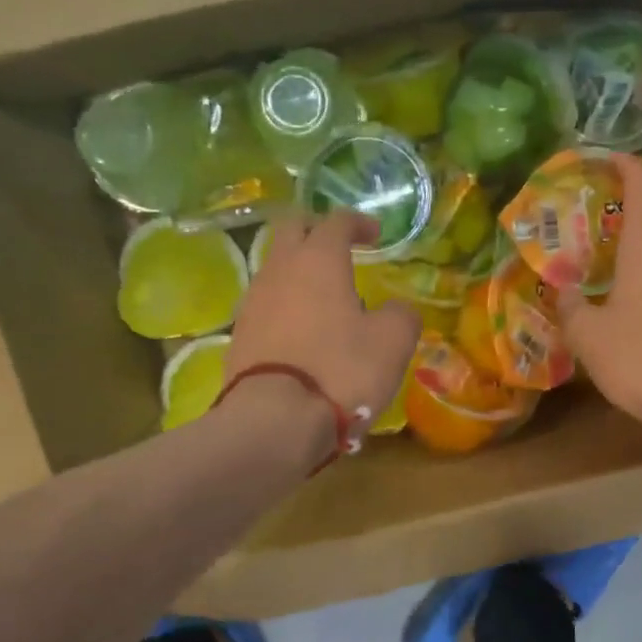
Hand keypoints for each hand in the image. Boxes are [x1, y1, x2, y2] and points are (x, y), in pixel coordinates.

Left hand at [227, 212, 421, 448]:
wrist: (275, 420)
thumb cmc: (341, 370)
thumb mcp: (393, 342)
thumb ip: (402, 315)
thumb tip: (397, 310)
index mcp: (318, 260)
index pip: (336, 221)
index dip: (358, 222)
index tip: (376, 235)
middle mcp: (279, 269)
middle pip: (292, 229)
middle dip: (317, 230)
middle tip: (340, 247)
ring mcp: (254, 301)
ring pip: (275, 266)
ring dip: (299, 270)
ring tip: (325, 295)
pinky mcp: (240, 334)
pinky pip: (266, 302)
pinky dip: (286, 303)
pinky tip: (303, 328)